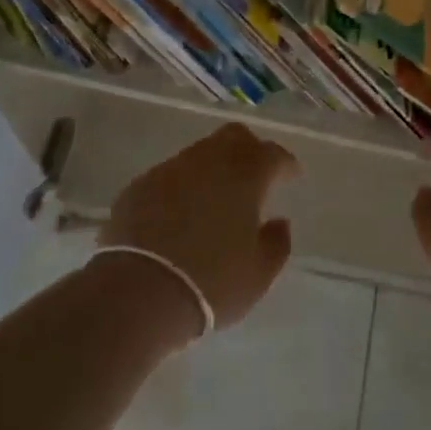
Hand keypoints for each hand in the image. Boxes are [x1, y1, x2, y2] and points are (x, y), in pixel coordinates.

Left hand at [98, 123, 298, 336]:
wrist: (139, 292)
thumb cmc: (211, 282)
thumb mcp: (259, 274)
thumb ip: (277, 243)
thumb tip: (279, 222)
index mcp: (245, 174)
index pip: (273, 154)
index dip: (286, 163)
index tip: (291, 175)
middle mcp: (209, 160)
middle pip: (234, 137)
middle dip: (249, 149)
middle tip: (255, 175)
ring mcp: (170, 168)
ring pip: (200, 153)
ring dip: (213, 167)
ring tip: (216, 197)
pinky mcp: (140, 185)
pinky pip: (170, 175)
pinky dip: (182, 186)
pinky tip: (180, 212)